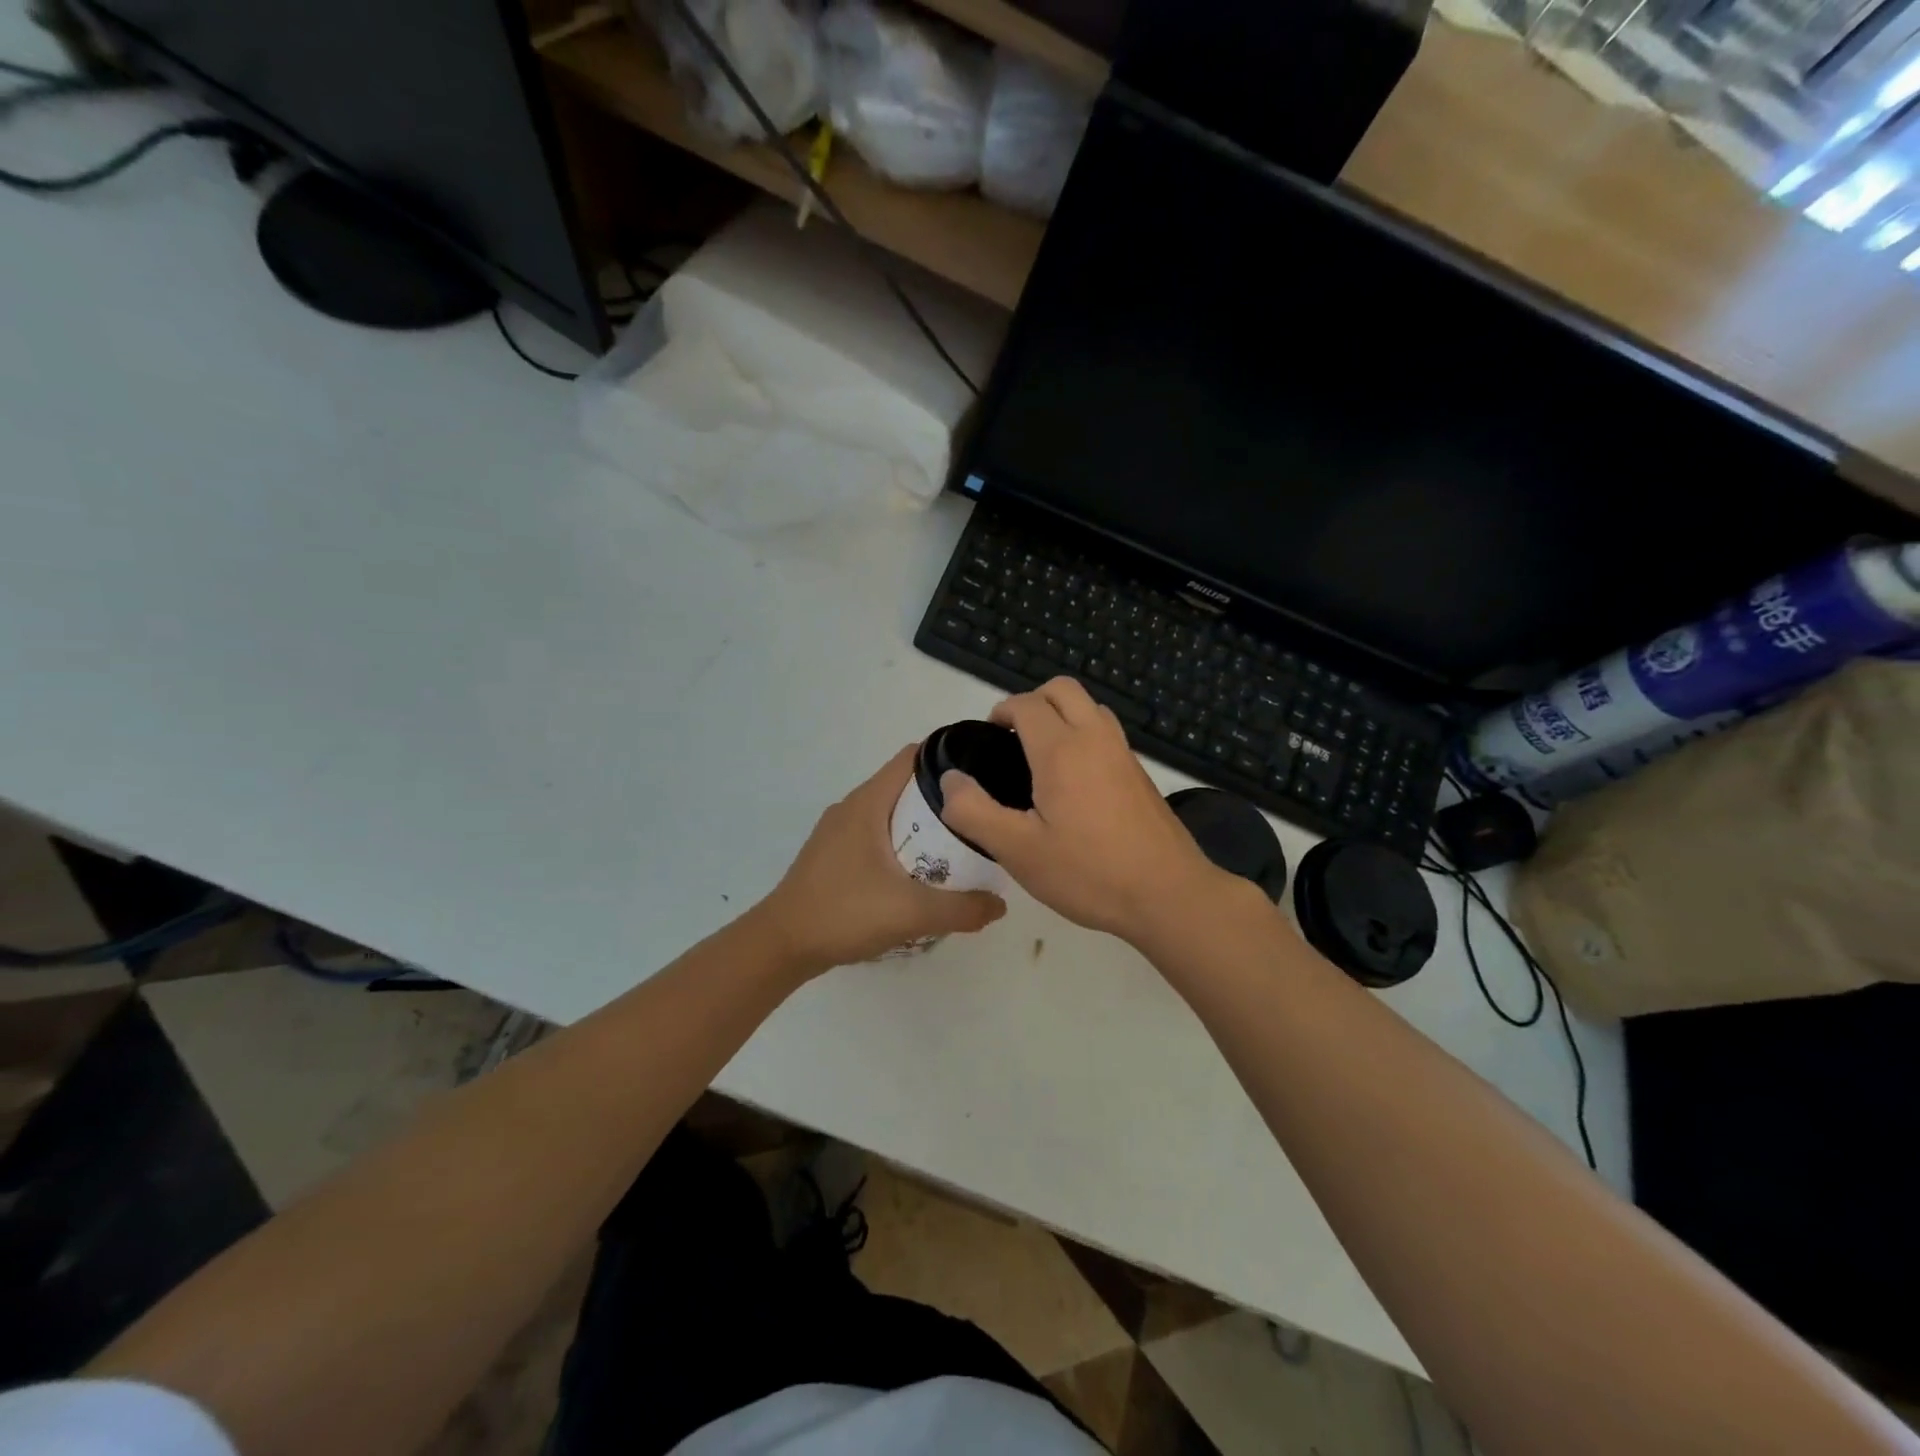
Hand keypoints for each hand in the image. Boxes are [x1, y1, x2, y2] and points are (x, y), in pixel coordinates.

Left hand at [753, 744, 1006, 975]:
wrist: (781, 945)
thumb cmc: (844, 913)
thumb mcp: (912, 913)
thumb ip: (962, 909)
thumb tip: (1000, 905)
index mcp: (868, 803)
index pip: (913, 757)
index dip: (948, 758)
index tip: (981, 774)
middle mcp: (852, 807)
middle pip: (905, 785)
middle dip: (943, 798)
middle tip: (978, 818)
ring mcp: (838, 831)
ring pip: (890, 812)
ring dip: (922, 823)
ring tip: (956, 846)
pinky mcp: (833, 854)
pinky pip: (876, 834)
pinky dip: (901, 842)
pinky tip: (918, 873)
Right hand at [937, 678, 1243, 945]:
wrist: (1169, 895)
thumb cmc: (1088, 872)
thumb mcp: (1018, 851)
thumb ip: (974, 812)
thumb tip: (950, 781)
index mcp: (1062, 750)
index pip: (1027, 703)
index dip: (1002, 711)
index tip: (989, 739)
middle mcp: (1096, 738)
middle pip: (1062, 689)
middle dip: (1032, 701)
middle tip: (1013, 739)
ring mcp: (1124, 754)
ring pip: (1090, 707)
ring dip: (1062, 715)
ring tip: (1041, 758)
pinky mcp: (1140, 774)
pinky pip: (1107, 733)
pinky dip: (1084, 735)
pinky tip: (1074, 784)